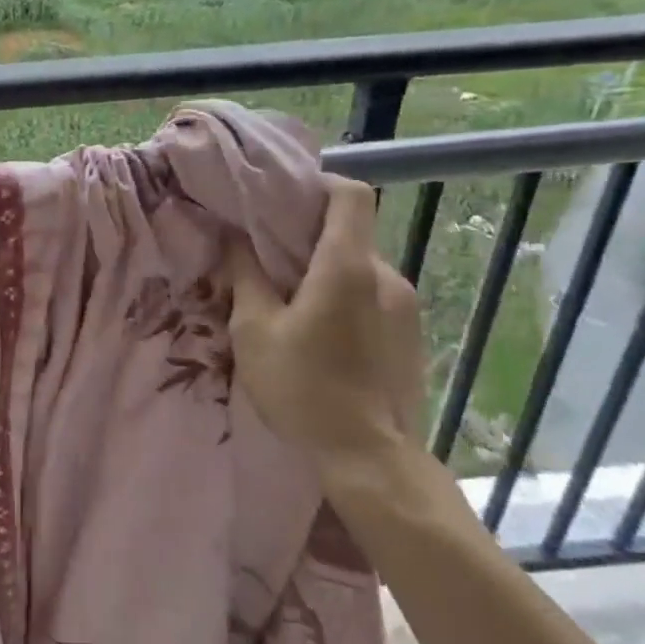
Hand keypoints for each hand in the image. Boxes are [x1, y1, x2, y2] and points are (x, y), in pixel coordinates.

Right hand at [226, 175, 424, 471]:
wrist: (371, 460)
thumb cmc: (303, 389)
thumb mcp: (254, 330)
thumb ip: (245, 274)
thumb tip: (233, 236)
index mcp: (349, 267)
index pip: (351, 194)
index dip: (317, 183)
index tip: (281, 197)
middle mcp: (387, 277)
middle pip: (350, 232)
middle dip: (308, 235)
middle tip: (267, 256)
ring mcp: (406, 307)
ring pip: (359, 266)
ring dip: (324, 270)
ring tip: (288, 300)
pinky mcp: (411, 335)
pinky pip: (373, 295)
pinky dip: (344, 296)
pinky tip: (318, 332)